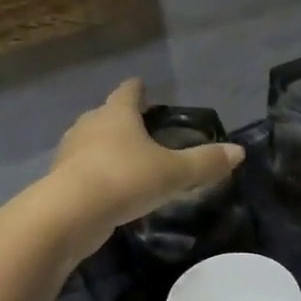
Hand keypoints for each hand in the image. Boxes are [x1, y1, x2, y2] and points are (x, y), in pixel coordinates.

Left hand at [47, 79, 244, 254]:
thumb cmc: (125, 179)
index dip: (138, 89)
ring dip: (106, 147)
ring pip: (91, 142)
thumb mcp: (174, 173)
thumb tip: (239, 151)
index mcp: (117, 114)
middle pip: (106, 115)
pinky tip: (109, 188)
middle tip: (140, 127)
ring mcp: (70, 152)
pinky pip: (83, 169)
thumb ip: (205, 162)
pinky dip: (96, 173)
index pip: (128, 92)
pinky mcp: (61, 180)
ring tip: (126, 159)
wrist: (70, 213)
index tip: (143, 87)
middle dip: (121, 119)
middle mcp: (90, 126)